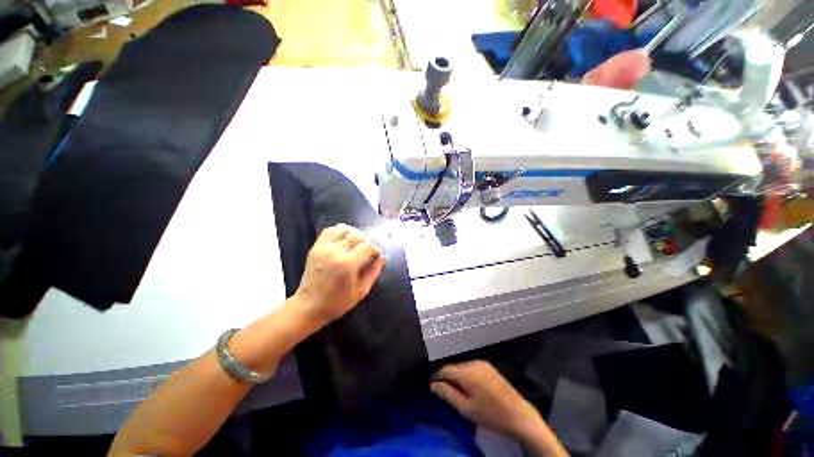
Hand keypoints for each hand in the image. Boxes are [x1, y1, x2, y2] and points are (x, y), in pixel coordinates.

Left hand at [293, 224, 385, 325]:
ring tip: (357, 243)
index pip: (367, 246)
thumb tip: (382, 257)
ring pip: (343, 230)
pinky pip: (329, 231)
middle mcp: (335, 252)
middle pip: (356, 236)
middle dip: (366, 241)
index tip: (376, 255)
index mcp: (348, 264)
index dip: (375, 248)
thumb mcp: (361, 291)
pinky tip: (345, 238)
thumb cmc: (338, 302)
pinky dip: (339, 231)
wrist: (309, 306)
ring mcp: (324, 248)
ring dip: (354, 234)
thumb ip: (374, 271)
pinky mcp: (316, 247)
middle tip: (367, 251)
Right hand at [431, 361, 567, 456]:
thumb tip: (433, 385)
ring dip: (458, 377)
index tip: (433, 387)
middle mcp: (474, 363)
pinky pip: (472, 368)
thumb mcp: (466, 408)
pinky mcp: (489, 367)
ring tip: (459, 393)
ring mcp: (483, 364)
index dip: (437, 377)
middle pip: (454, 368)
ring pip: (463, 368)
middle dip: (449, 378)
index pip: (445, 369)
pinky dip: (467, 376)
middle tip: (447, 394)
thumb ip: (447, 394)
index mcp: (467, 372)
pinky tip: (471, 389)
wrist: (519, 415)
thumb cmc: (491, 415)